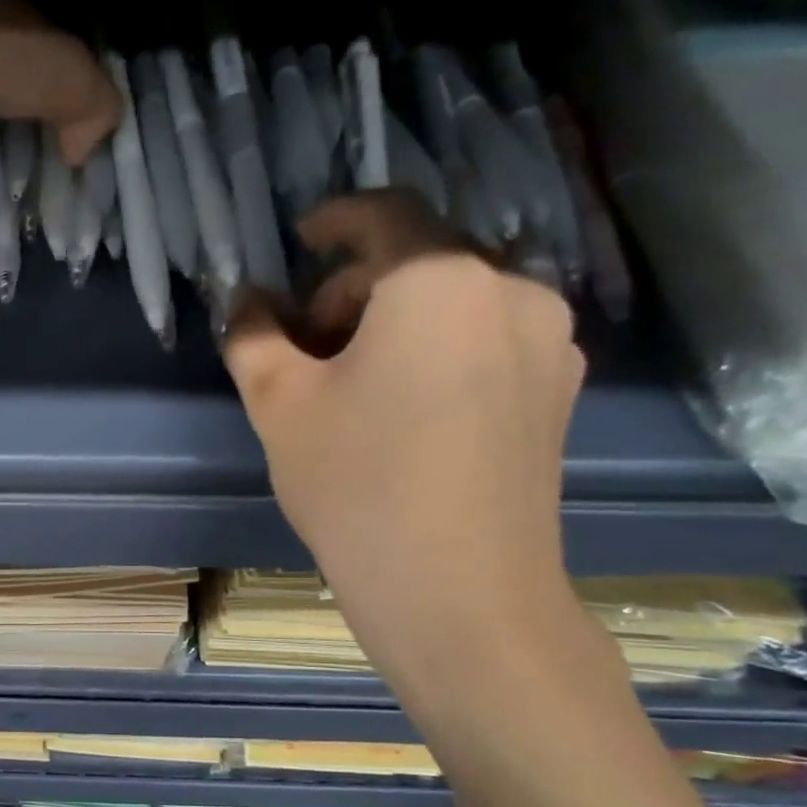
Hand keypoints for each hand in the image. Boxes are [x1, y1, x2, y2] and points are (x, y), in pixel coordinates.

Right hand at [225, 191, 585, 687]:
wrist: (459, 592)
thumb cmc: (356, 484)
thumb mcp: (279, 405)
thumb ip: (253, 337)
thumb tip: (247, 301)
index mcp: (439, 279)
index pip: (384, 215)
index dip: (335, 219)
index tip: (300, 239)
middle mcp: (511, 290)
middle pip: (420, 261)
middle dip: (354, 287)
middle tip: (304, 344)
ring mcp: (548, 343)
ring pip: (456, 303)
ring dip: (395, 320)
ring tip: (351, 381)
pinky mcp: (558, 392)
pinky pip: (487, 341)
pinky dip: (437, 349)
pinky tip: (403, 407)